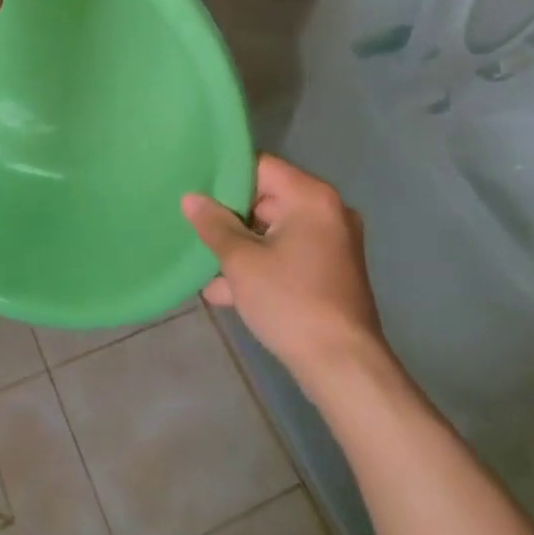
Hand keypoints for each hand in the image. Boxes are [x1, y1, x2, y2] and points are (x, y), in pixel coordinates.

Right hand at [182, 155, 385, 385]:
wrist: (343, 367)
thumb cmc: (290, 302)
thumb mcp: (241, 262)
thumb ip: (214, 225)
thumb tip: (190, 198)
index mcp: (310, 197)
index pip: (261, 167)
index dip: (225, 178)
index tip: (196, 191)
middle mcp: (328, 210)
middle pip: (268, 198)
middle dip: (231, 219)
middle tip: (197, 230)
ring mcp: (334, 242)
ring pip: (276, 231)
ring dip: (243, 248)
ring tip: (206, 266)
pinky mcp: (332, 270)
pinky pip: (290, 253)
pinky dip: (263, 264)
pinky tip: (227, 291)